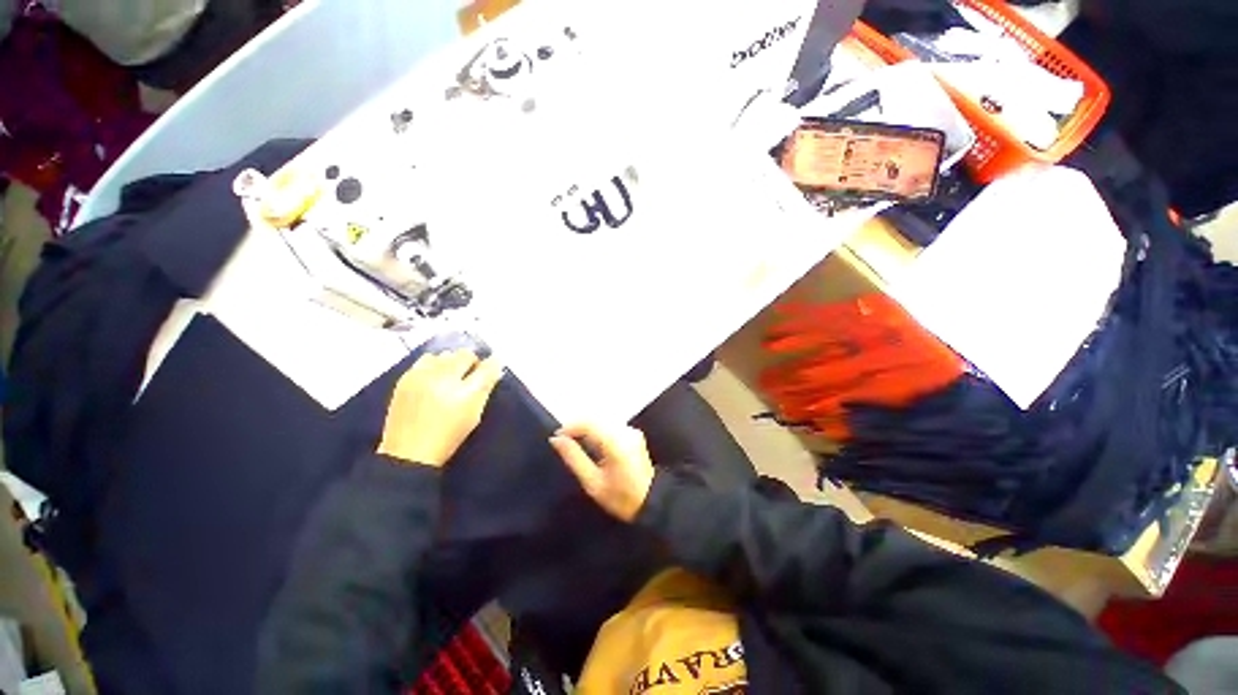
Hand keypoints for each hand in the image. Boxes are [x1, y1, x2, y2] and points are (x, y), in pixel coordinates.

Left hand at [378, 350, 503, 466]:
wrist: (408, 452)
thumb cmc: (448, 436)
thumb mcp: (474, 414)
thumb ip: (486, 388)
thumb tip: (495, 366)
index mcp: (463, 393)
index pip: (486, 367)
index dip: (492, 364)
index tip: (492, 367)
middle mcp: (442, 379)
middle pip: (465, 355)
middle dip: (471, 362)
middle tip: (471, 375)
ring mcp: (421, 377)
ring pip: (445, 354)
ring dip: (452, 361)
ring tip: (451, 375)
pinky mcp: (405, 378)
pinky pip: (425, 359)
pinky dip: (434, 364)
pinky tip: (434, 377)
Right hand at [550, 424, 654, 522]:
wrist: (651, 501)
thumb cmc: (620, 497)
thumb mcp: (593, 482)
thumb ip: (574, 458)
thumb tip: (557, 440)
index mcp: (616, 443)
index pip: (589, 423)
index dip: (570, 426)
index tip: (557, 437)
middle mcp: (625, 431)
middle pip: (596, 419)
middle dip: (577, 426)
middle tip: (563, 439)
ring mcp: (631, 431)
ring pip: (603, 420)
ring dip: (587, 427)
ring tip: (574, 441)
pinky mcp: (633, 433)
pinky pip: (610, 425)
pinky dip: (597, 429)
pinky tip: (591, 443)